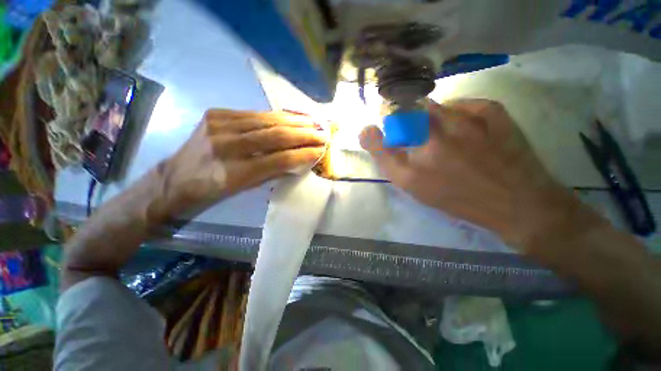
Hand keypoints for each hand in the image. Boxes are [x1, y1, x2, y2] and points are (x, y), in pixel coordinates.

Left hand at [160, 109, 326, 217]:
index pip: (279, 159)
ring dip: (294, 120)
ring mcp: (219, 126)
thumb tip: (299, 159)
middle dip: (304, 133)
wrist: (176, 177)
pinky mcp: (216, 114)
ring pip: (266, 120)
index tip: (321, 150)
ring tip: (313, 121)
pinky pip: (254, 113)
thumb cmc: (214, 189)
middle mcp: (227, 146)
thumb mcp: (246, 188)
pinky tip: (291, 116)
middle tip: (323, 132)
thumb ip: (274, 171)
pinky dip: (276, 115)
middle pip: (275, 135)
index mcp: (234, 173)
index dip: (303, 153)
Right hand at [360, 99, 569, 248]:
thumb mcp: (413, 187)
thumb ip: (386, 158)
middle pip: (410, 112)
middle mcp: (438, 132)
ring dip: (431, 119)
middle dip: (408, 123)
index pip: (386, 130)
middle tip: (421, 140)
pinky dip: (457, 114)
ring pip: (435, 107)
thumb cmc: (458, 199)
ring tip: (445, 138)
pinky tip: (464, 130)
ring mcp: (468, 117)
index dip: (384, 129)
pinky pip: (463, 104)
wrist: (517, 203)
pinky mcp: (494, 110)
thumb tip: (366, 131)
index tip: (387, 133)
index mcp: (417, 156)